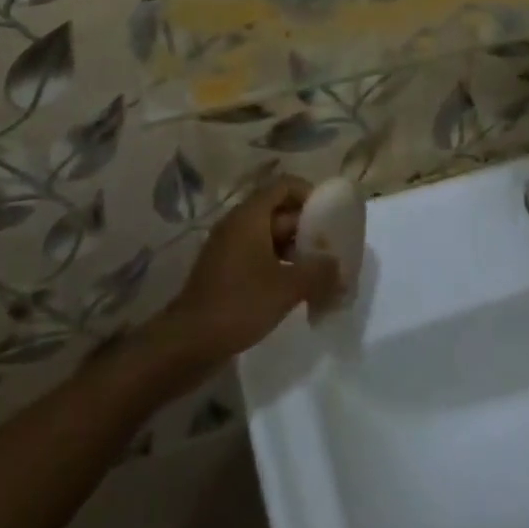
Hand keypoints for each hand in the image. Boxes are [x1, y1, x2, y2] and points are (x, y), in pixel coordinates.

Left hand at [159, 176, 342, 368]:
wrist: (189, 342)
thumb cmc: (239, 304)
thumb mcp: (286, 288)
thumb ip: (318, 273)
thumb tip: (340, 266)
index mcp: (250, 215)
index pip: (284, 185)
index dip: (310, 194)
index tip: (331, 216)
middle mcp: (238, 222)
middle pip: (279, 211)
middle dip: (307, 228)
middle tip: (332, 250)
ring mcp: (229, 246)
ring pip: (269, 236)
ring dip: (295, 250)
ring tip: (319, 274)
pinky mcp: (225, 270)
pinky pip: (258, 256)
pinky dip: (278, 266)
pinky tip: (295, 291)